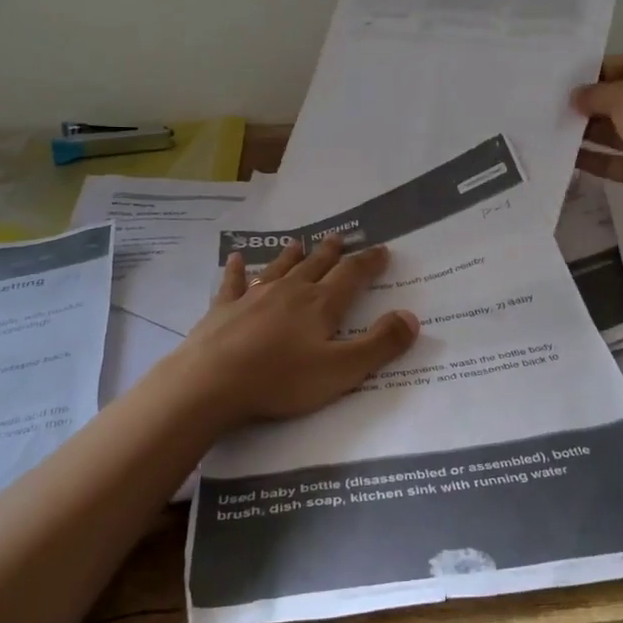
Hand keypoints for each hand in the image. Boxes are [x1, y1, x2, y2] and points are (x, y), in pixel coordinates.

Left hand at [173, 235, 419, 429]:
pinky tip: (235, 258)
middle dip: (331, 252)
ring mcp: (253, 297)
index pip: (351, 276)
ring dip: (291, 256)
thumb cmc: (281, 380)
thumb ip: (380, 344)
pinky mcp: (222, 310)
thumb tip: (411, 317)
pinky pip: (232, 283)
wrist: (210, 384)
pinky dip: (236, 270)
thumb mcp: (342, 370)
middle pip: (315, 266)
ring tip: (299, 242)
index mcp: (321, 305)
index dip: (369, 262)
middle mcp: (289, 292)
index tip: (382, 249)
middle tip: (340, 237)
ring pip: (278, 269)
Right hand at [572, 53, 622, 222]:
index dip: (606, 66)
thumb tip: (575, 97)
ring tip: (557, 125)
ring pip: (616, 131)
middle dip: (593, 101)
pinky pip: (612, 160)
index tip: (574, 75)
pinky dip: (591, 158)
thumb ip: (596, 93)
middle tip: (560, 102)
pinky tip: (565, 154)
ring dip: (588, 129)